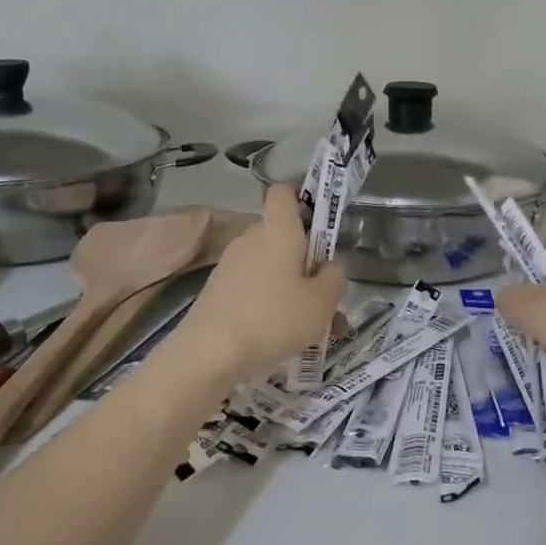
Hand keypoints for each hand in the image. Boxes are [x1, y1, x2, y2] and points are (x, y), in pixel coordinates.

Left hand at [172, 184, 347, 381]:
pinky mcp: (217, 290)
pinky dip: (270, 304)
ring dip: (291, 289)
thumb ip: (334, 278)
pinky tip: (283, 338)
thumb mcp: (322, 302)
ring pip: (270, 267)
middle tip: (326, 295)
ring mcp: (230, 264)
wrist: (211, 352)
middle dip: (305, 261)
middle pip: (282, 236)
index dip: (301, 197)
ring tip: (313, 328)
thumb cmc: (274, 318)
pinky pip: (253, 288)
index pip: (284, 192)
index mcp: (278, 230)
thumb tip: (330, 268)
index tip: (320, 221)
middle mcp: (251, 238)